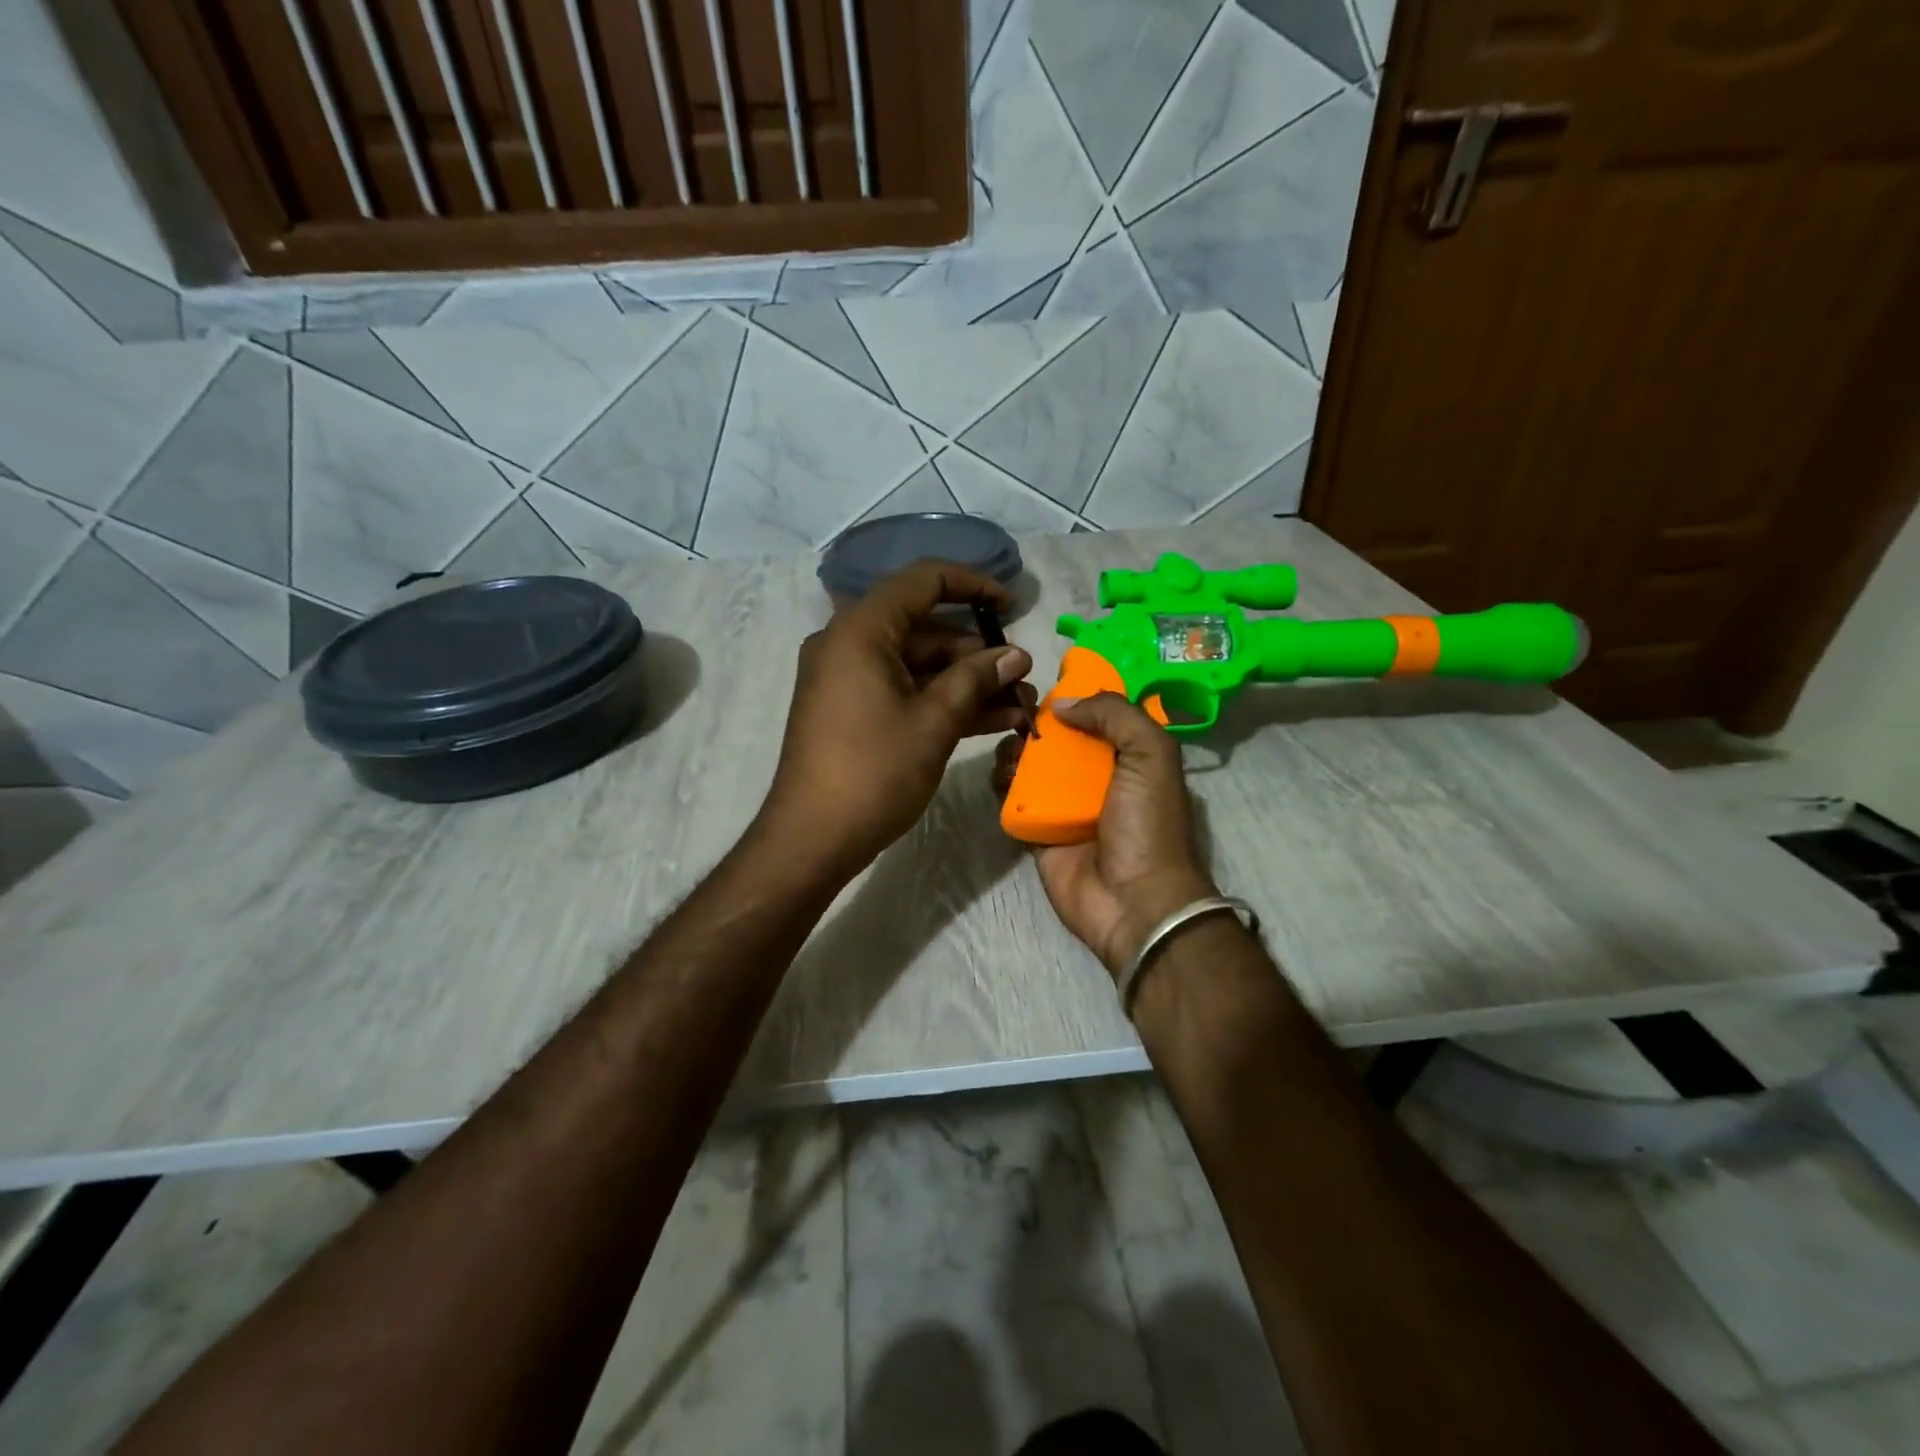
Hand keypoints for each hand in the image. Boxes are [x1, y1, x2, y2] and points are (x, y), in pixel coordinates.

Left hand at [760, 560, 1035, 874]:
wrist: (812, 839)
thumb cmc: (874, 772)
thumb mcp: (934, 722)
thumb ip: (976, 679)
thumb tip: (1016, 656)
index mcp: (861, 630)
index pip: (923, 581)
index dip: (973, 585)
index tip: (1012, 606)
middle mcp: (849, 644)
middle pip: (924, 627)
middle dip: (978, 652)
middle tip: (1022, 677)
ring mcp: (848, 679)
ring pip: (918, 664)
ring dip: (967, 682)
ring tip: (1018, 704)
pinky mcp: (852, 710)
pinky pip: (904, 690)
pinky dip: (942, 701)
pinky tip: (991, 720)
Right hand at [993, 693, 1216, 977]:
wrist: (1133, 901)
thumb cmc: (1147, 824)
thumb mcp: (1151, 754)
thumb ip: (1114, 715)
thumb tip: (1062, 704)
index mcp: (1130, 758)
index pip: (1099, 717)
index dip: (1075, 698)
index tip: (1046, 686)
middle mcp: (1097, 779)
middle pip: (1058, 739)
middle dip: (1036, 725)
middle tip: (1018, 719)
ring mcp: (1065, 807)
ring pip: (1032, 767)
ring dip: (1015, 751)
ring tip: (1009, 749)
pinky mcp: (1038, 833)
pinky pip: (1014, 801)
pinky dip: (1003, 784)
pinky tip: (1000, 775)